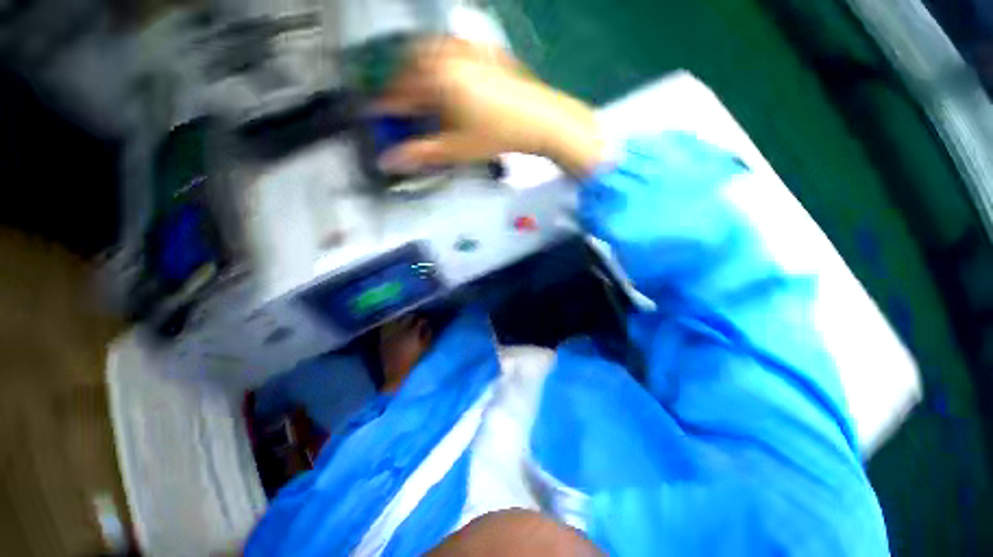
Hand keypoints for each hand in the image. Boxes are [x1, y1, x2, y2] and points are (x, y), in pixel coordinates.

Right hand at [376, 37, 606, 176]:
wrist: (540, 119)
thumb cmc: (497, 136)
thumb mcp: (456, 149)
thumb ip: (421, 153)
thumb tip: (388, 161)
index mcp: (435, 78)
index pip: (398, 92)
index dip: (385, 107)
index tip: (374, 116)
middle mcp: (445, 54)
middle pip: (409, 65)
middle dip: (400, 86)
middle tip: (401, 107)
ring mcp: (466, 47)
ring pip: (428, 52)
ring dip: (418, 70)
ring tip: (421, 93)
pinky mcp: (483, 49)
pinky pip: (450, 48)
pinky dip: (439, 61)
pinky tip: (448, 77)